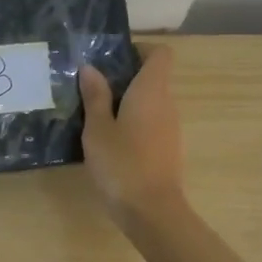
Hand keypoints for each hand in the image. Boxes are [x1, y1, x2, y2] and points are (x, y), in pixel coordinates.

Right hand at [79, 45, 185, 225]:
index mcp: (151, 91)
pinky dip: (133, 123)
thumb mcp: (98, 128)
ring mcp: (171, 128)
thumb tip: (91, 68)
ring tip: (95, 114)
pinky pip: (151, 123)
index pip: (160, 54)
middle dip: (125, 77)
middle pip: (153, 77)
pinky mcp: (167, 148)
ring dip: (127, 102)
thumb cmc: (122, 164)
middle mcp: (167, 103)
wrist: (152, 211)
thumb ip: (95, 96)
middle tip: (91, 87)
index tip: (112, 59)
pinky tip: (109, 140)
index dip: (139, 50)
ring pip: (151, 102)